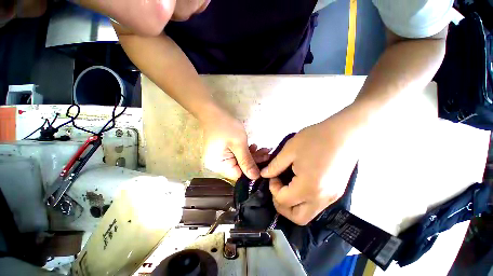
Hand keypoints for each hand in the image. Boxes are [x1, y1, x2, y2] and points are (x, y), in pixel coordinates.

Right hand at [202, 112, 269, 179]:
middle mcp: (218, 165)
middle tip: (268, 154)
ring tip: (264, 149)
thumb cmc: (226, 126)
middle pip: (240, 168)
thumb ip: (247, 161)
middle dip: (255, 161)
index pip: (238, 175)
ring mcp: (220, 158)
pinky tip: (254, 146)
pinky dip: (246, 151)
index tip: (266, 166)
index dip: (252, 171)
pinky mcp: (224, 152)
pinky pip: (237, 156)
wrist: (213, 112)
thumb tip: (255, 178)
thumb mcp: (239, 143)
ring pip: (240, 161)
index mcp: (218, 165)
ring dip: (252, 155)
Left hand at [260, 106, 362, 224]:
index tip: (273, 175)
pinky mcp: (337, 193)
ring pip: (308, 214)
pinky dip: (304, 201)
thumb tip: (264, 175)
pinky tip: (300, 184)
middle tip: (277, 187)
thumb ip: (275, 166)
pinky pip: (316, 205)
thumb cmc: (314, 139)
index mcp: (308, 188)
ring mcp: (332, 198)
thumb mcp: (290, 150)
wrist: (345, 133)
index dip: (273, 189)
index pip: (284, 201)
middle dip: (282, 206)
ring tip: (287, 186)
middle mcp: (322, 199)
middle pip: (297, 218)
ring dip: (293, 205)